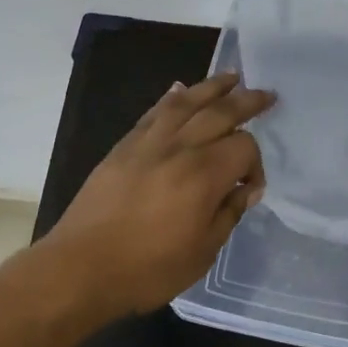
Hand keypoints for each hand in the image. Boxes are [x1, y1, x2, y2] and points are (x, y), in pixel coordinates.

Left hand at [45, 72, 274, 317]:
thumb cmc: (148, 269)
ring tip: (232, 77)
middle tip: (266, 94)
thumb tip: (245, 189)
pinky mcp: (124, 146)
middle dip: (247, 101)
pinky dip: (170, 98)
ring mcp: (148, 143)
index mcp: (204, 175)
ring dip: (212, 86)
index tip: (250, 188)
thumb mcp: (202, 252)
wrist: (81, 268)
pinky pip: (153, 112)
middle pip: (220, 112)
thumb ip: (228, 214)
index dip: (255, 163)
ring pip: (186, 102)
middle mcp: (179, 148)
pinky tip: (180, 90)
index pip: (243, 147)